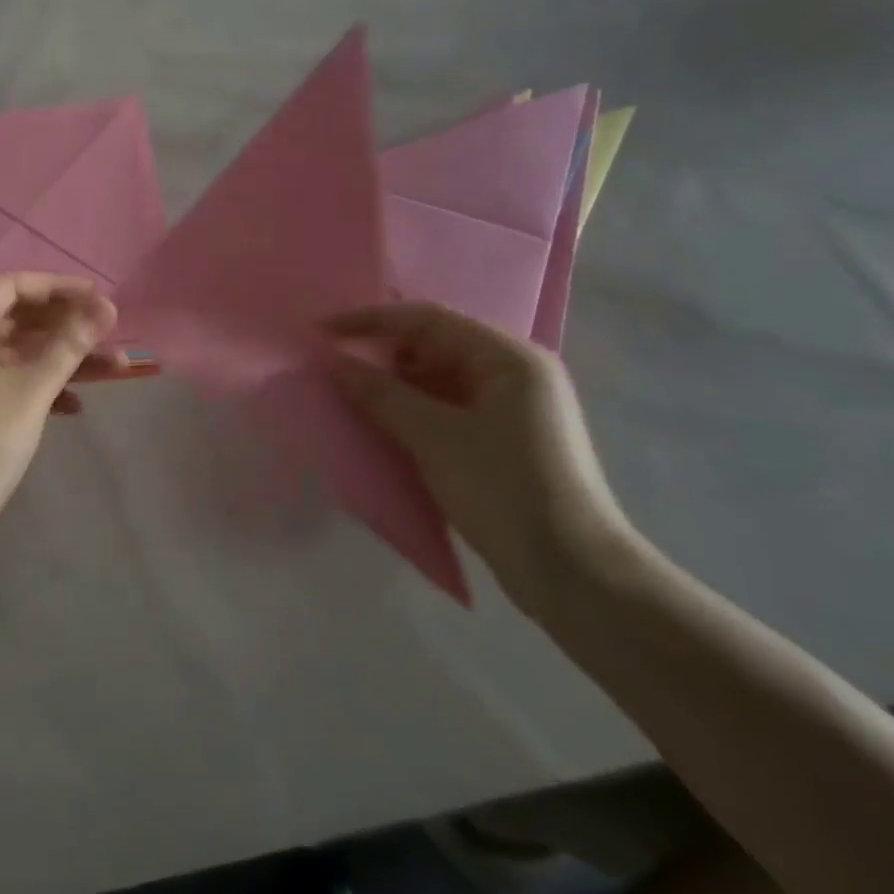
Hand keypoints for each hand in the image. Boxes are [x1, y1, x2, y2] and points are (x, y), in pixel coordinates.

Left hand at [0, 273, 119, 528]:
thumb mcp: (29, 391)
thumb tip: (108, 305)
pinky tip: (75, 405)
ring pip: (14, 351)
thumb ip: (70, 343)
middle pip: (15, 318)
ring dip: (61, 359)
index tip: (104, 300)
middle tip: (114, 337)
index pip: (11, 287)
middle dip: (68, 329)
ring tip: (116, 369)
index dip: (62, 290)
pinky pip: (2, 377)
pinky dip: (37, 385)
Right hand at [322, 303, 635, 607]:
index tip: (321, 331)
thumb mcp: (434, 437)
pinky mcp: (503, 438)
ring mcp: (511, 406)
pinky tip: (381, 421)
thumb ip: (380, 393)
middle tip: (332, 364)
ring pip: (437, 377)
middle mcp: (513, 371)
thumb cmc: (504, 490)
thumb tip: (333, 361)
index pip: (426, 319)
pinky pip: (446, 405)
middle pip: (433, 344)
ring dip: (393, 383)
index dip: (369, 320)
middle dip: (381, 352)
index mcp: (508, 357)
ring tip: (348, 392)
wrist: (573, 575)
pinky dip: (412, 409)